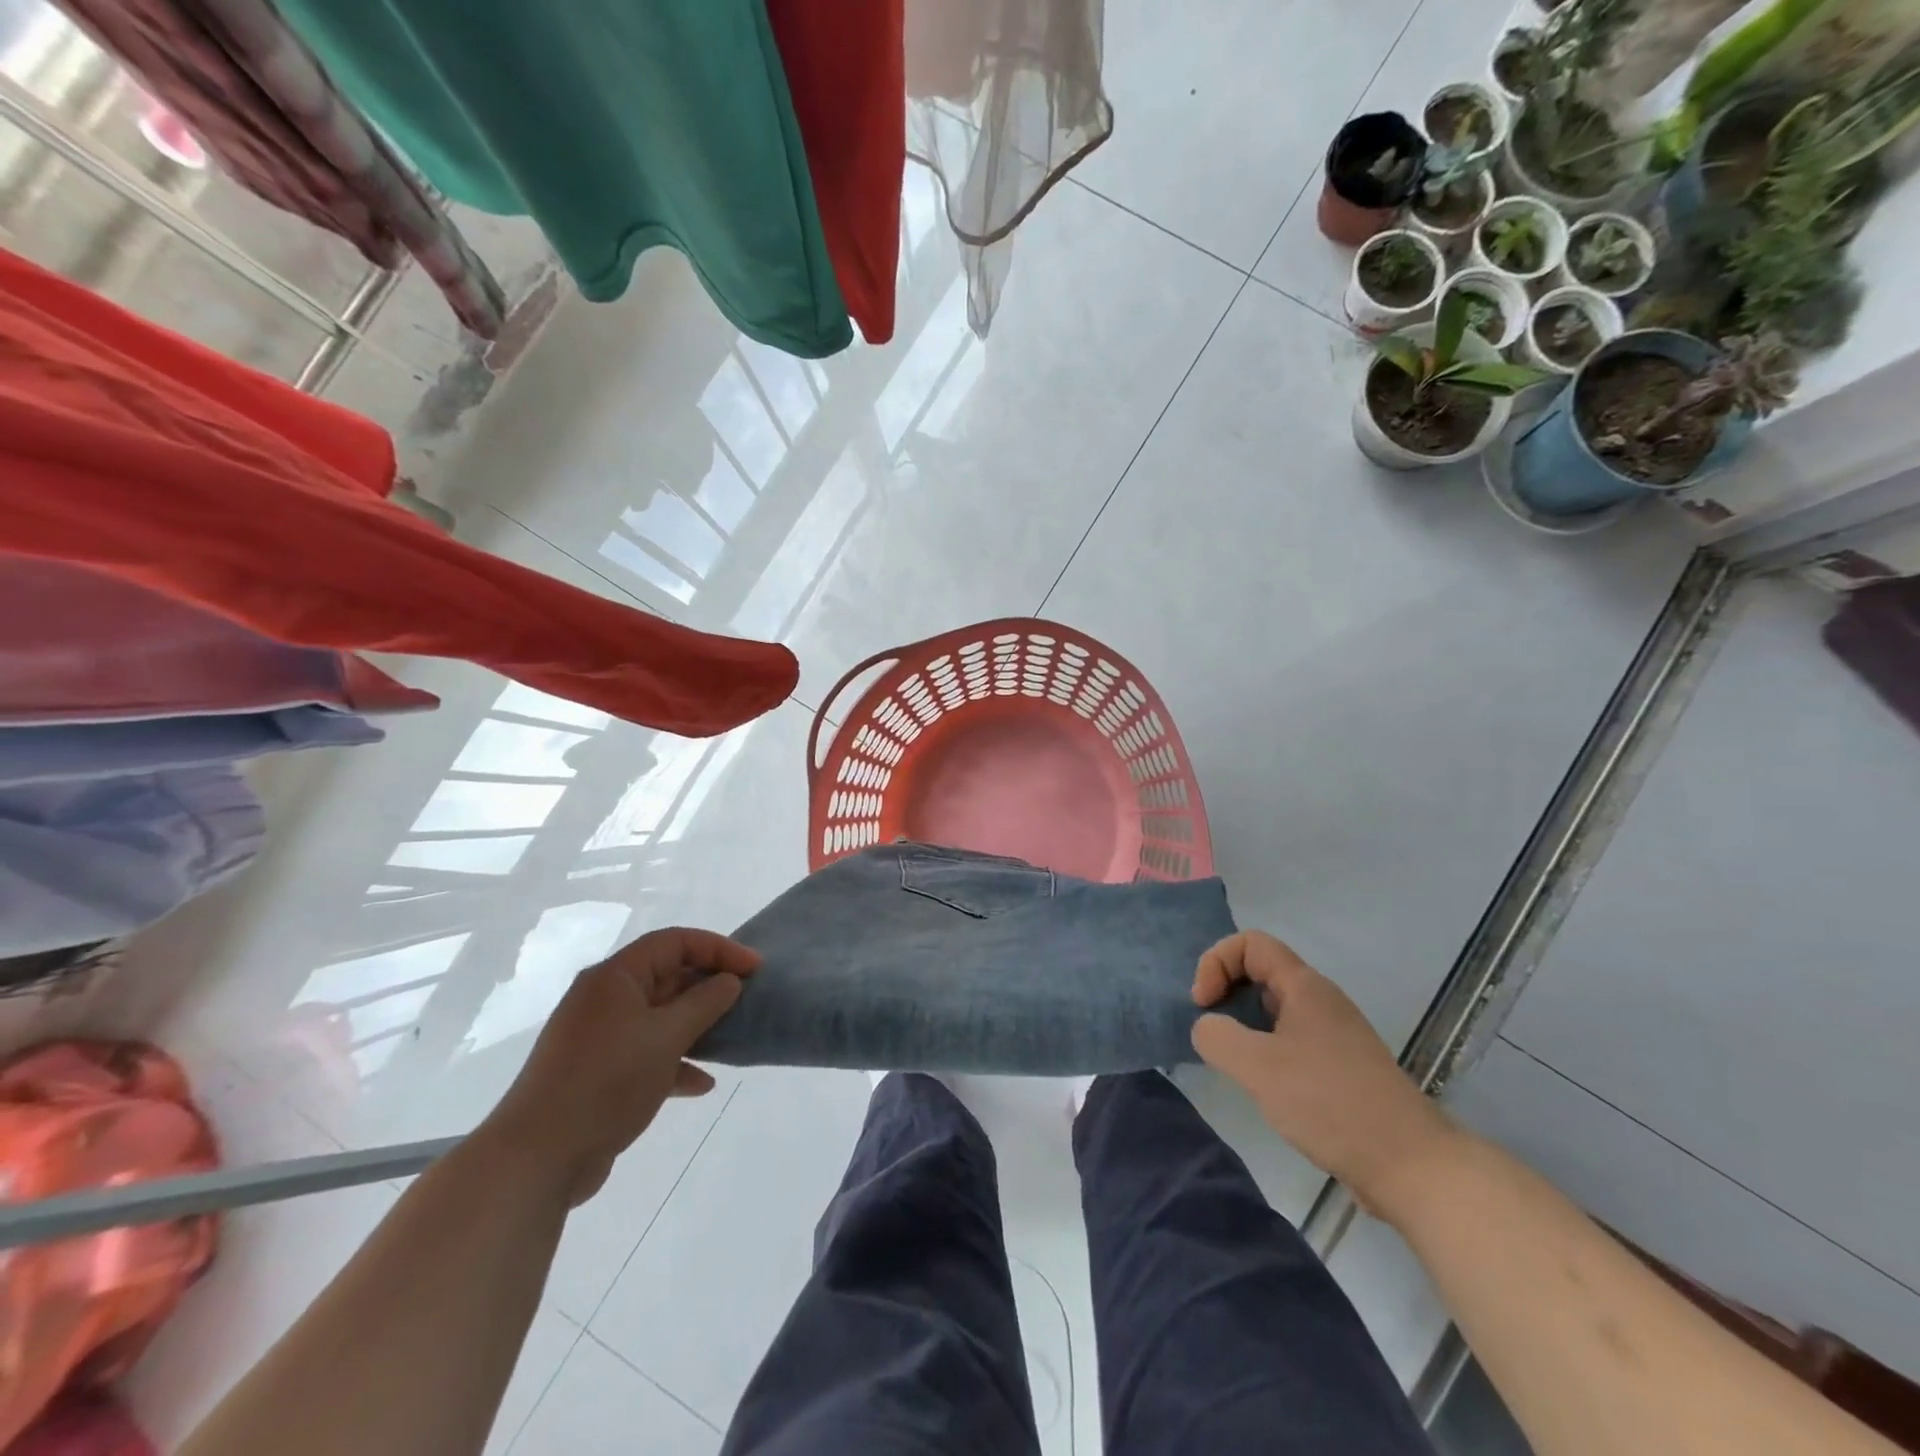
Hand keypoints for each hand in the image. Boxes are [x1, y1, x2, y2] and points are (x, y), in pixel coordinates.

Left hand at [477, 927, 757, 1205]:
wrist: (537, 1159)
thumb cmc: (607, 1082)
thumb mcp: (667, 1037)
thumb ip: (705, 1003)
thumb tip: (729, 982)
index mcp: (616, 977)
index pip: (675, 941)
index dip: (719, 949)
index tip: (755, 969)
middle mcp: (605, 999)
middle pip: (667, 975)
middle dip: (709, 987)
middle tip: (747, 1000)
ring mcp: (599, 1037)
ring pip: (659, 1016)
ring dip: (696, 1025)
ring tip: (729, 1038)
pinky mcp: (597, 1073)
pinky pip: (646, 1052)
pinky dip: (675, 1061)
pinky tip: (701, 1084)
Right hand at [1190, 930, 1458, 1216]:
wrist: (1410, 1166)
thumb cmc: (1330, 1103)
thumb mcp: (1258, 1067)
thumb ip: (1217, 1037)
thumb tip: (1206, 1028)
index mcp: (1304, 986)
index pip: (1250, 943)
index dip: (1216, 962)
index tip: (1203, 1005)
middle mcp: (1320, 1000)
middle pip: (1260, 971)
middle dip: (1225, 992)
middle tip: (1212, 1030)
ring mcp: (1333, 1035)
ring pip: (1273, 1008)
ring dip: (1243, 1024)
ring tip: (1232, 1061)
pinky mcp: (1339, 1068)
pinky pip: (1289, 1039)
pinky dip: (1264, 1050)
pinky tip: (1262, 1086)